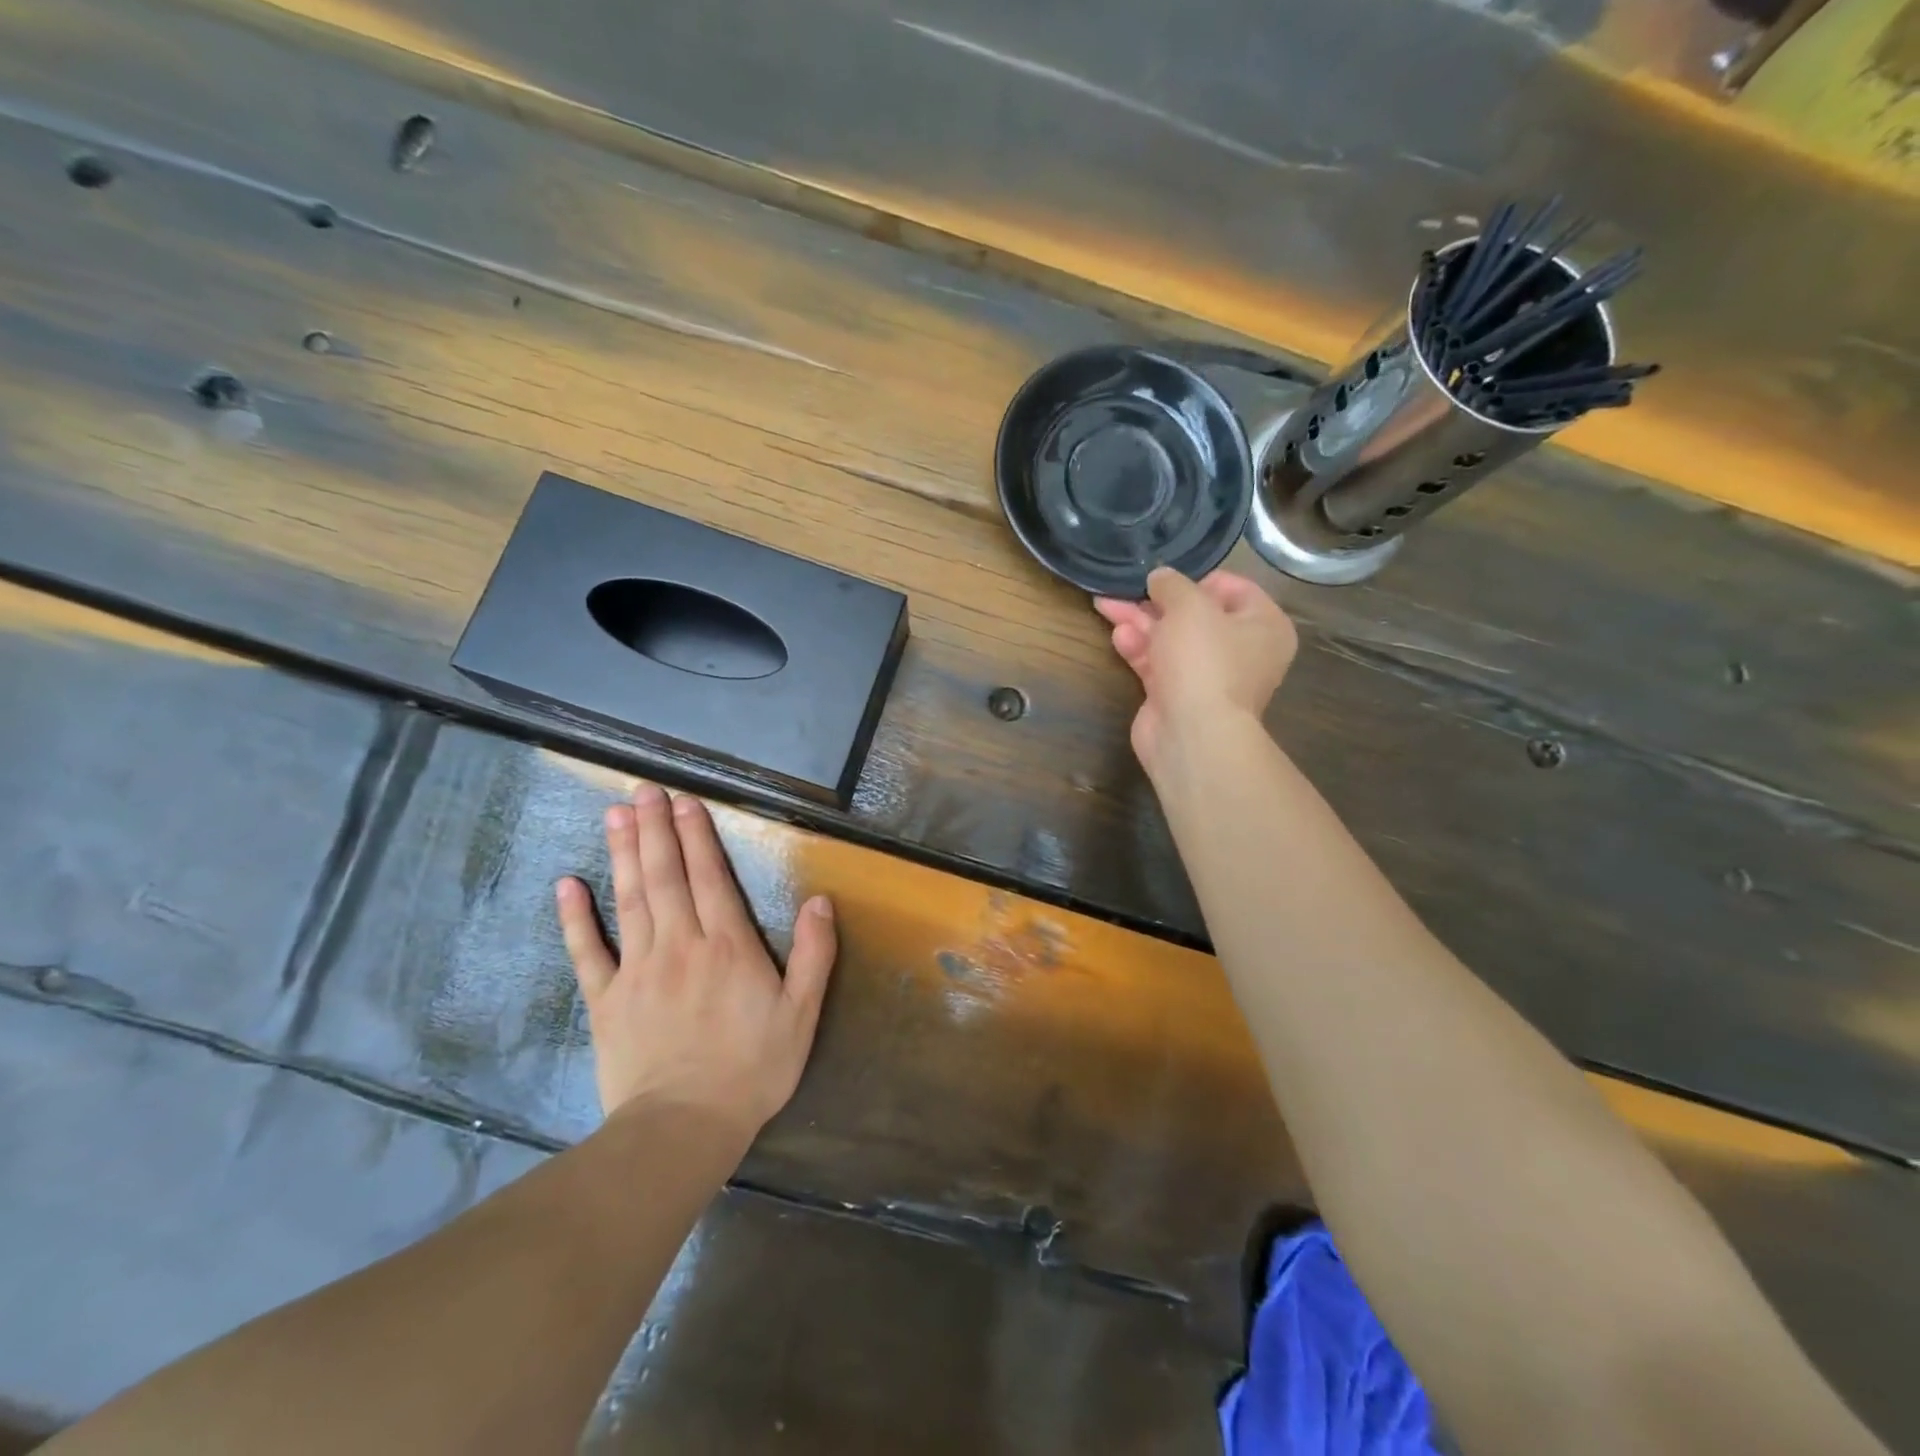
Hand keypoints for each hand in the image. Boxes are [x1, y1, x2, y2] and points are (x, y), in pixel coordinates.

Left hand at [555, 784, 836, 1140]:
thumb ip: (814, 954)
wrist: (684, 1127)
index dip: (697, 836)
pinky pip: (588, 951)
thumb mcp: (802, 1013)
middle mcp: (680, 944)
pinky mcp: (606, 999)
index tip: (684, 802)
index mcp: (727, 945)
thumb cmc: (752, 1068)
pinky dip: (575, 918)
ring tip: (615, 815)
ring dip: (622, 854)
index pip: (709, 877)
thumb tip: (820, 900)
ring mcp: (638, 969)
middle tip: (643, 790)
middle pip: (665, 876)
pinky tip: (567, 885)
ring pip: (630, 899)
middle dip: (655, 830)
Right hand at [1094, 567, 1297, 771]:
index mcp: (1264, 625)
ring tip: (1107, 605)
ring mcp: (1207, 676)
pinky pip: (1157, 662)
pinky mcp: (1177, 695)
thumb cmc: (1204, 660)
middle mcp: (1241, 650)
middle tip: (1127, 587)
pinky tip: (1118, 635)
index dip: (1198, 579)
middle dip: (1157, 601)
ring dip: (1141, 622)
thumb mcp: (1190, 606)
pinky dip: (1139, 647)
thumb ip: (1172, 584)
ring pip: (1170, 638)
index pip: (1234, 588)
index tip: (1168, 577)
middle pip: (1195, 614)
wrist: (1192, 734)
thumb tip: (1160, 577)